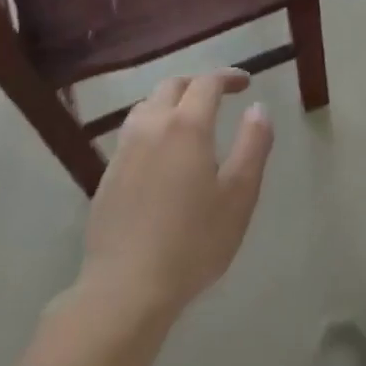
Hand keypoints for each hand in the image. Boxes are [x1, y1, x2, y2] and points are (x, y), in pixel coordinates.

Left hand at [79, 71, 272, 322]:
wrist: (125, 289)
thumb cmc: (192, 242)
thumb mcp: (239, 195)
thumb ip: (253, 144)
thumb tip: (258, 107)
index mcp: (186, 126)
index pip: (207, 82)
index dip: (228, 76)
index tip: (245, 83)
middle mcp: (151, 126)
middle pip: (172, 85)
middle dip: (198, 83)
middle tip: (219, 95)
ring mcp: (124, 150)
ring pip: (147, 106)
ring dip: (171, 101)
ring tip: (189, 119)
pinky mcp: (107, 175)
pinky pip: (132, 132)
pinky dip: (152, 125)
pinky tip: (161, 153)